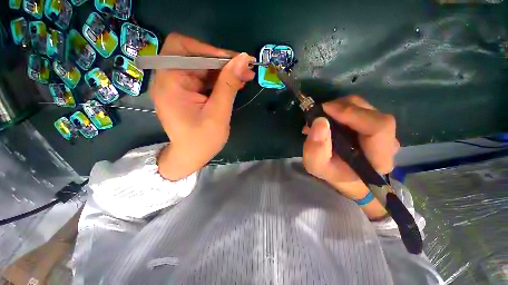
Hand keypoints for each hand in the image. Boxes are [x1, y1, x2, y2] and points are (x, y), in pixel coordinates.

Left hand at [150, 33, 255, 180]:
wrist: (191, 157)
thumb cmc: (202, 141)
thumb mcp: (218, 113)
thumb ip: (228, 85)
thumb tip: (243, 59)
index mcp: (170, 83)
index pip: (182, 48)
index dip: (209, 49)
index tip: (234, 60)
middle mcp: (170, 79)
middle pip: (195, 56)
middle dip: (222, 61)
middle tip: (246, 68)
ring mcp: (179, 86)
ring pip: (203, 67)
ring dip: (225, 70)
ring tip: (245, 76)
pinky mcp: (188, 92)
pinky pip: (205, 78)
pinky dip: (221, 79)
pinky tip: (236, 83)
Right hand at [302, 95, 399, 200]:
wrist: (341, 174)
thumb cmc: (330, 172)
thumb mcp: (316, 165)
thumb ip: (316, 148)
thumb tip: (320, 121)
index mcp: (378, 159)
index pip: (379, 127)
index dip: (352, 114)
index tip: (325, 110)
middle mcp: (387, 142)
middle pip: (371, 113)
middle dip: (341, 108)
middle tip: (318, 113)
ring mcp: (383, 131)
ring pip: (364, 107)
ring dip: (339, 107)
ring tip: (320, 118)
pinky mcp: (374, 124)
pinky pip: (359, 108)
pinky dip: (340, 108)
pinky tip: (328, 117)